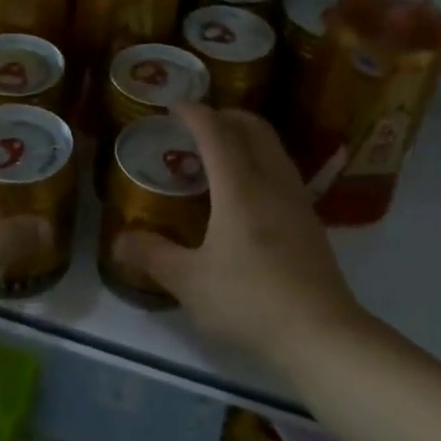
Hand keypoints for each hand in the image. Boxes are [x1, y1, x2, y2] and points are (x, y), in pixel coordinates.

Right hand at [114, 104, 362, 364]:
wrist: (321, 335)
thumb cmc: (249, 302)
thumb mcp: (190, 282)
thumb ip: (153, 256)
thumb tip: (119, 241)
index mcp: (240, 188)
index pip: (217, 133)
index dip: (194, 113)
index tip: (174, 105)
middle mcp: (272, 183)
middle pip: (254, 128)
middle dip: (225, 116)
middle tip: (198, 125)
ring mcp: (298, 201)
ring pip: (274, 149)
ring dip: (247, 138)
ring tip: (220, 156)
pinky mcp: (311, 223)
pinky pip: (283, 172)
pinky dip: (261, 162)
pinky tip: (247, 194)